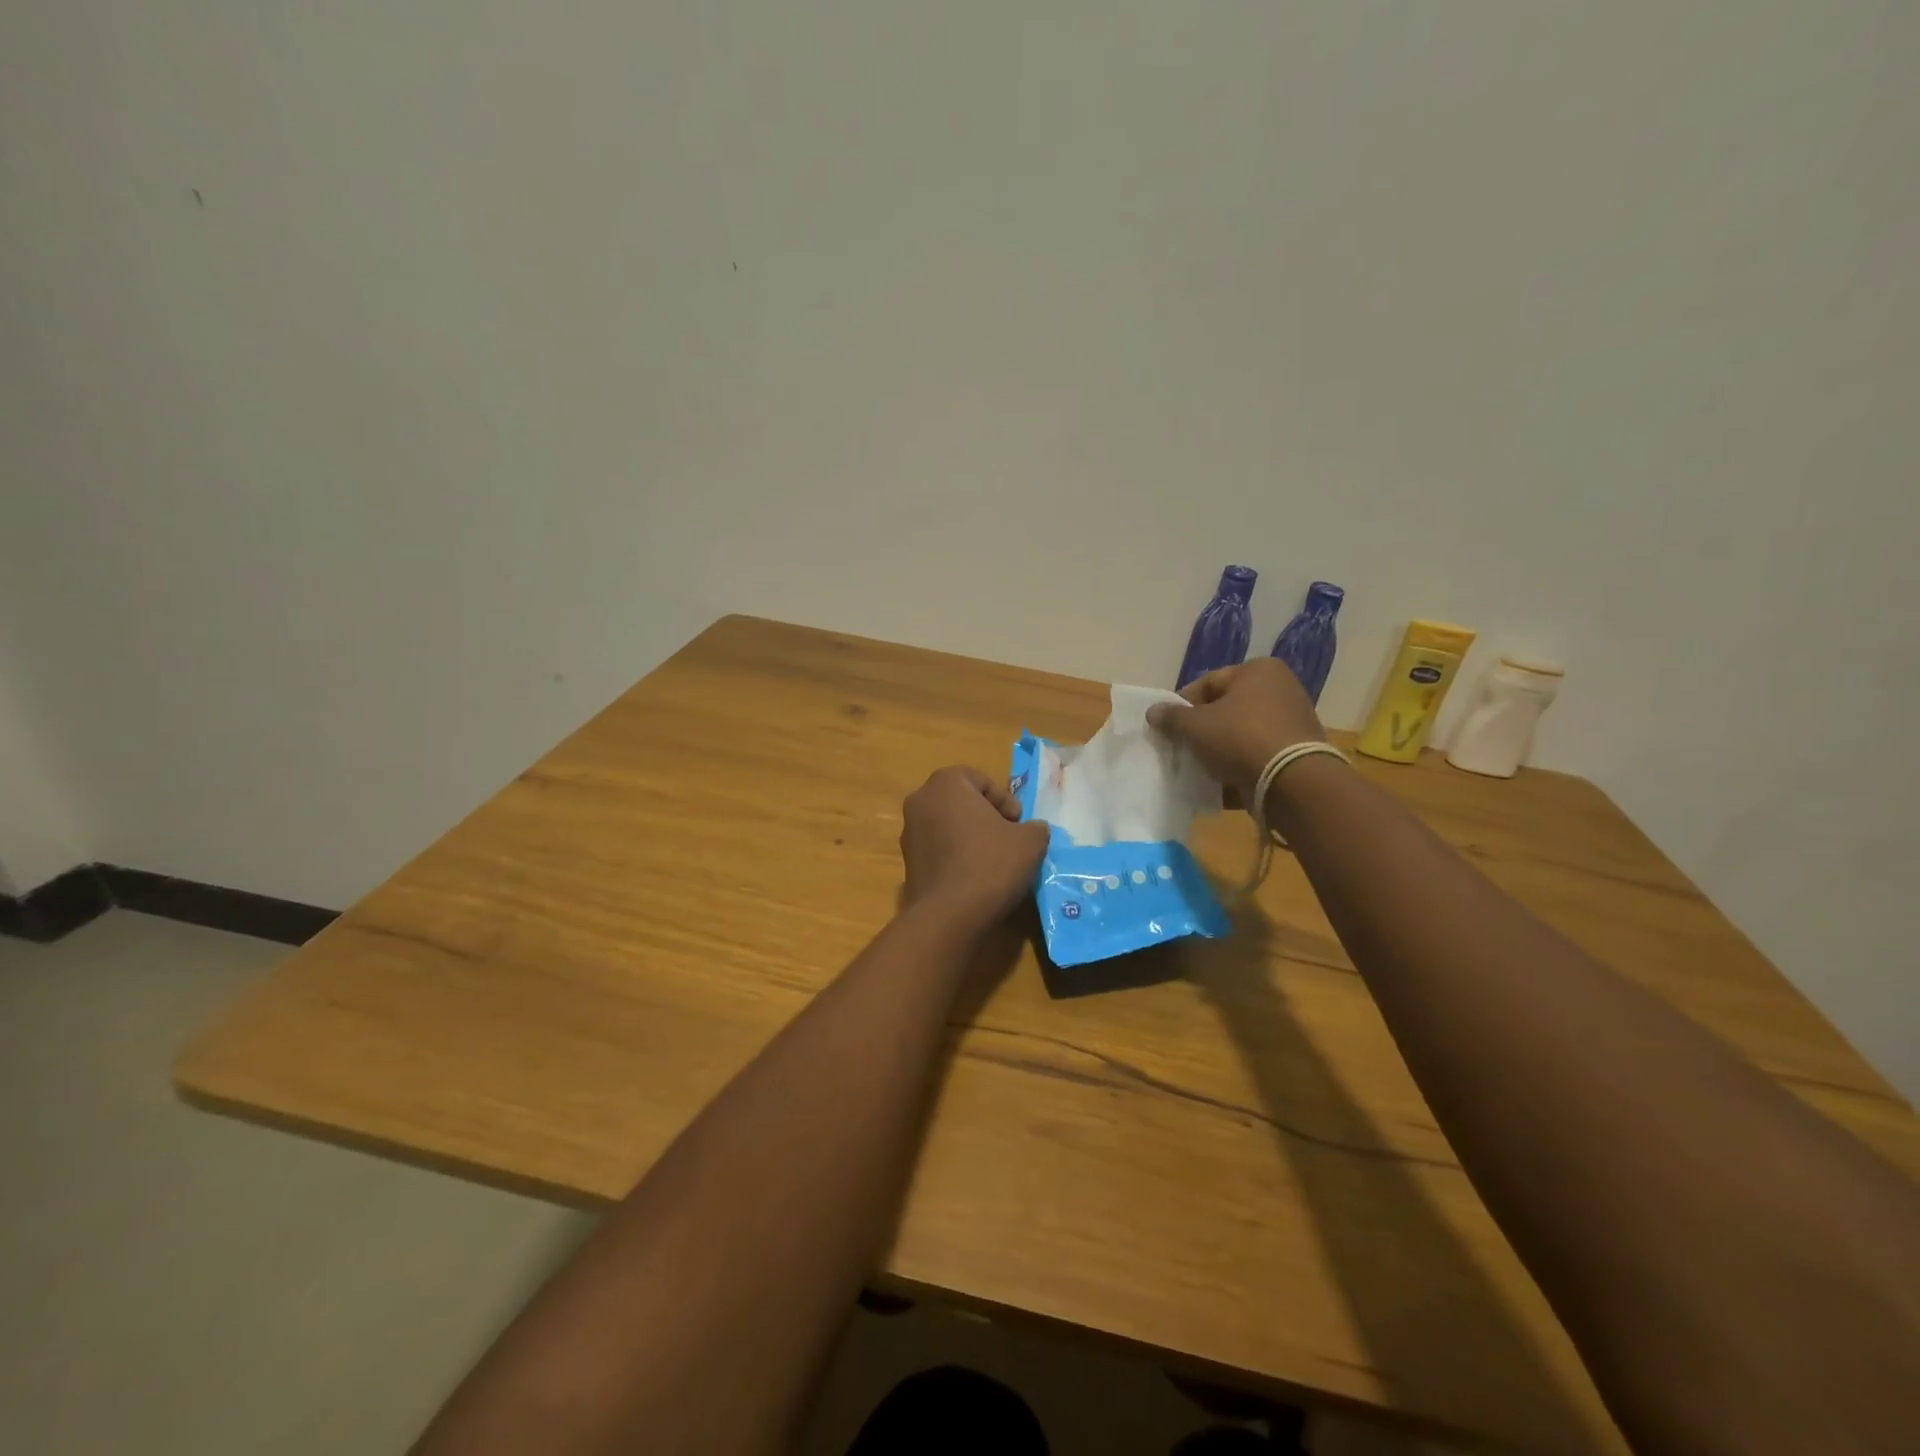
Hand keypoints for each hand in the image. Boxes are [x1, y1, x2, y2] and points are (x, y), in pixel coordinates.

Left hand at [900, 767, 1049, 924]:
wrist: (949, 915)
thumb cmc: (990, 864)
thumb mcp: (1030, 841)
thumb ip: (1035, 827)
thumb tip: (1032, 830)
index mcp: (946, 782)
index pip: (982, 781)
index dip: (1006, 802)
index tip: (1019, 825)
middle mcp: (921, 800)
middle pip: (962, 802)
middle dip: (986, 818)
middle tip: (1009, 840)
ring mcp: (909, 831)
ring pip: (949, 826)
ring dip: (970, 838)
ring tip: (993, 862)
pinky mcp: (907, 861)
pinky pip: (938, 850)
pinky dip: (955, 857)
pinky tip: (974, 878)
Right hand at [1145, 658, 1325, 807]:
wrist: (1293, 783)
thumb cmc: (1240, 739)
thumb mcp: (1196, 726)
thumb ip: (1171, 717)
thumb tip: (1153, 711)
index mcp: (1258, 671)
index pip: (1208, 683)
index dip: (1182, 705)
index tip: (1167, 727)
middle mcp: (1280, 690)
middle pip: (1225, 710)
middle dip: (1201, 731)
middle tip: (1181, 748)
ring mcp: (1292, 723)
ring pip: (1240, 736)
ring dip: (1218, 752)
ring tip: (1198, 769)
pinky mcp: (1296, 754)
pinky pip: (1257, 757)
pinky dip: (1238, 768)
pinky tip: (1219, 785)